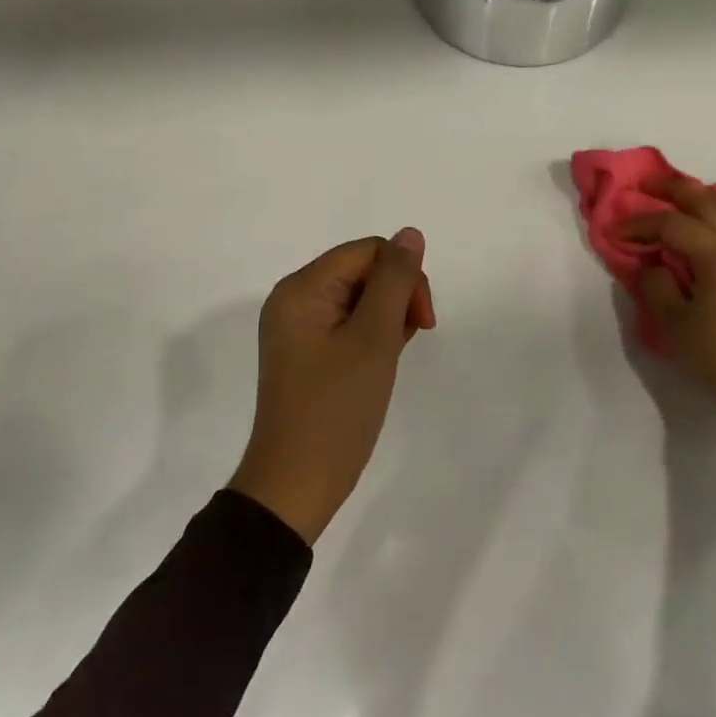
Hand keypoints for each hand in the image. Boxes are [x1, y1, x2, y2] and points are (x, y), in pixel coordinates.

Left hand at [231, 229, 435, 542]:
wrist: (297, 482)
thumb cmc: (337, 409)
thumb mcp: (373, 339)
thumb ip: (395, 281)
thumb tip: (411, 234)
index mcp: (301, 289)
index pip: (367, 251)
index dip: (403, 276)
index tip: (421, 321)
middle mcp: (294, 300)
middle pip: (362, 271)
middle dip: (395, 298)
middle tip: (406, 343)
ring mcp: (298, 330)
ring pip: (359, 300)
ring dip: (386, 321)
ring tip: (390, 359)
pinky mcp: (307, 355)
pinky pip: (347, 327)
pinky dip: (371, 338)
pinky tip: (380, 365)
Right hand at [623, 181, 715, 433]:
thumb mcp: (674, 322)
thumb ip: (656, 285)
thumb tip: (653, 264)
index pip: (670, 223)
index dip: (639, 224)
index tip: (613, 232)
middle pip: (705, 199)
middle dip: (672, 190)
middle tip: (644, 188)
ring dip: (700, 198)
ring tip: (676, 201)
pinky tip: (715, 229)